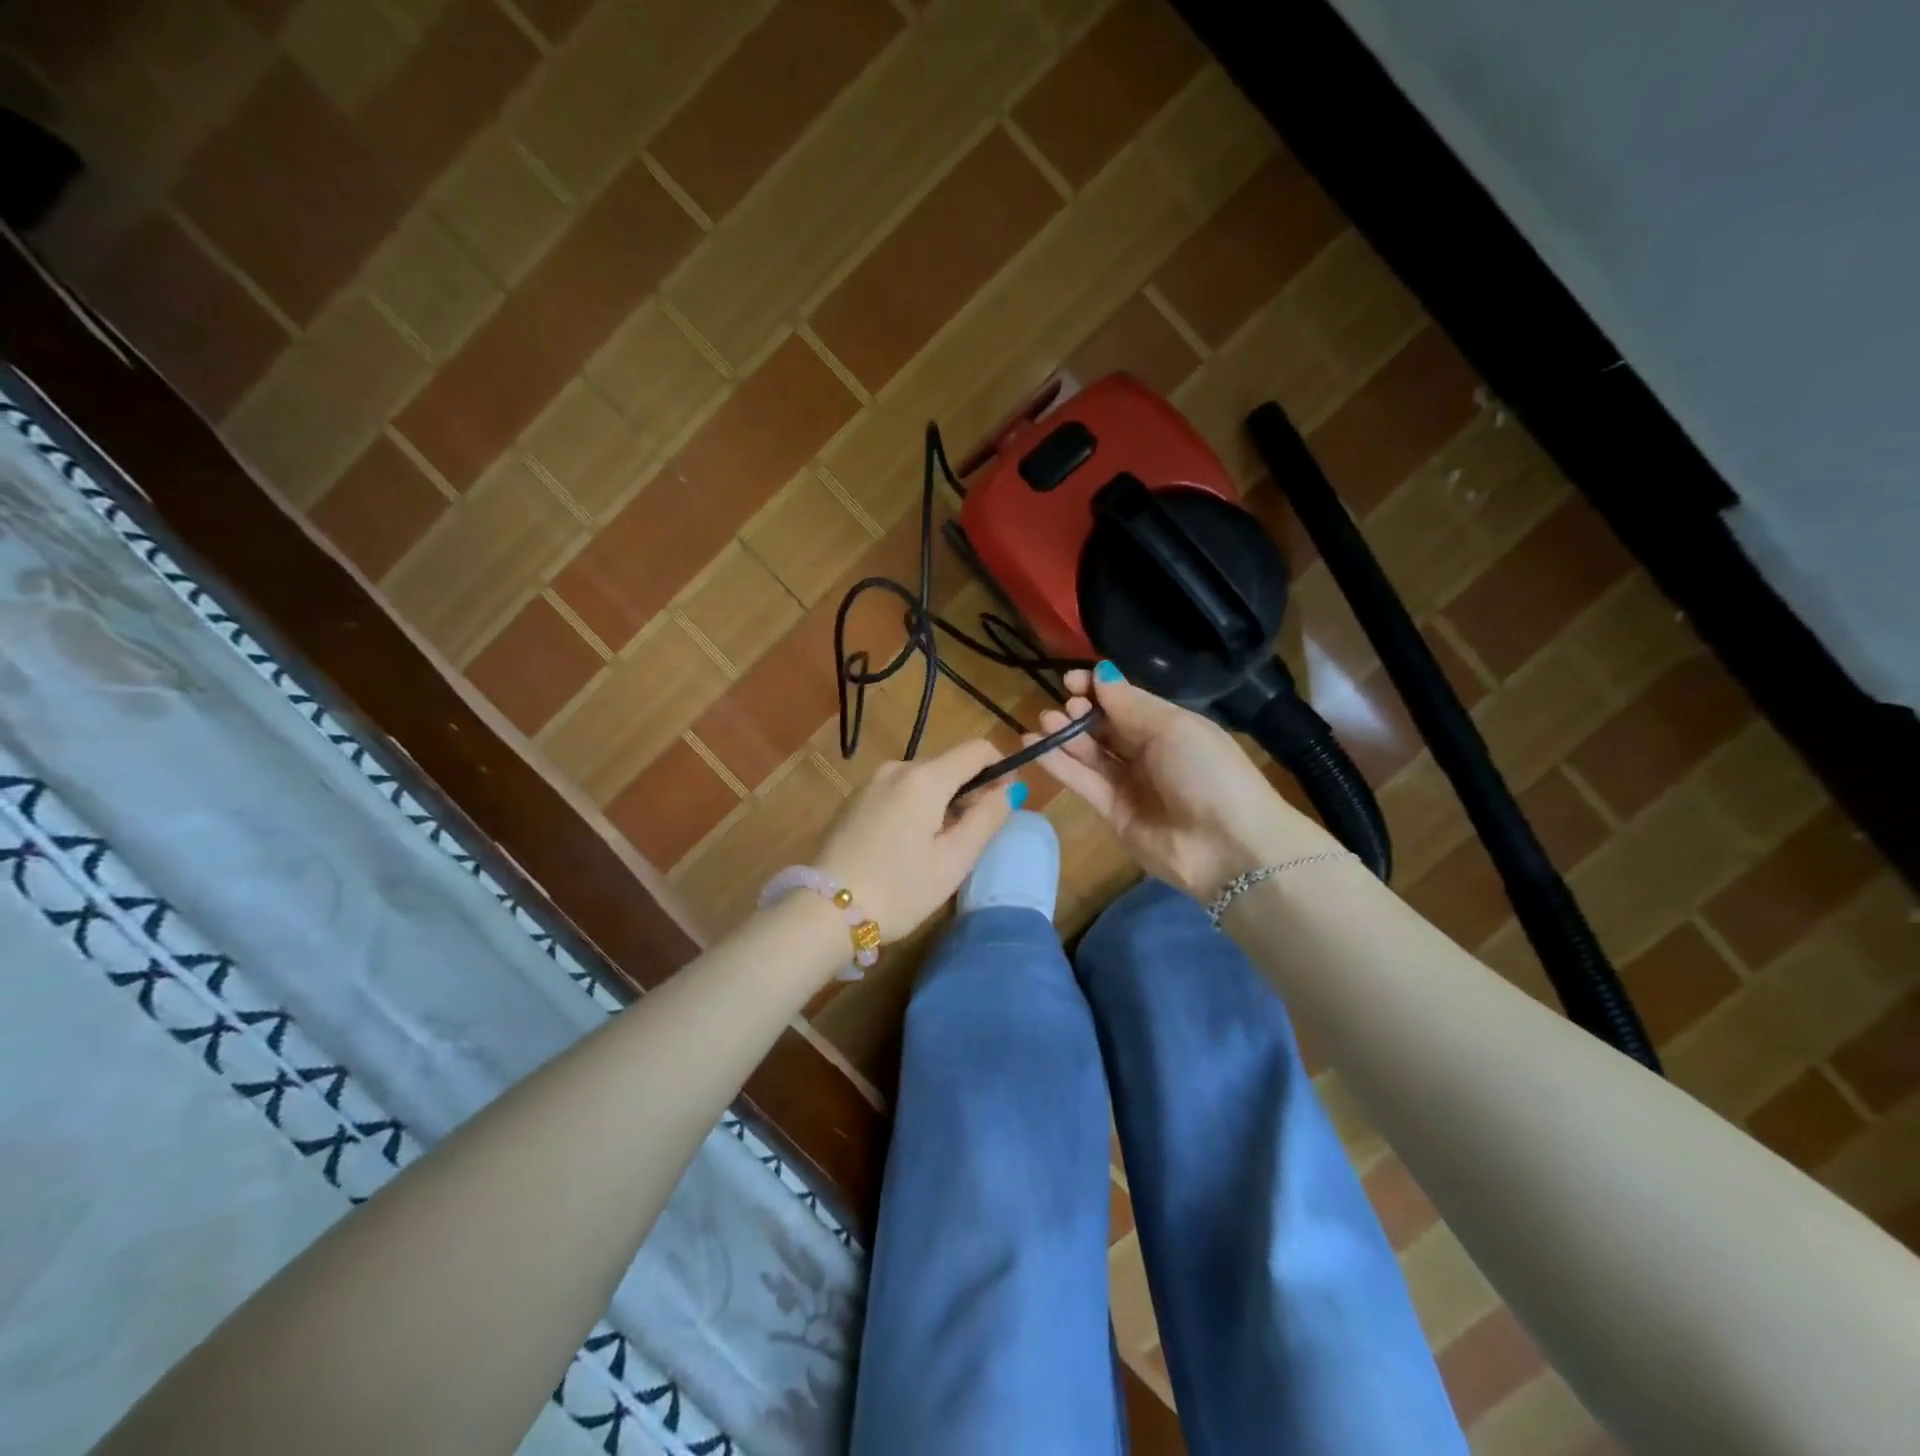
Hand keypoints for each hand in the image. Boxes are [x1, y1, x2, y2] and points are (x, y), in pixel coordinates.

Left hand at [814, 739, 1020, 939]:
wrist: (824, 912)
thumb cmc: (899, 889)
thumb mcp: (954, 860)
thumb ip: (987, 818)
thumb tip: (1009, 789)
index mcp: (924, 778)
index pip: (977, 750)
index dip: (1000, 770)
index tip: (1002, 805)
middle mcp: (896, 768)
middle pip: (948, 765)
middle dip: (968, 793)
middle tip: (969, 840)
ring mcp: (870, 783)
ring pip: (922, 781)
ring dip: (940, 803)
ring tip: (935, 850)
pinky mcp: (853, 801)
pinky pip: (897, 793)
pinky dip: (913, 809)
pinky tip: (904, 848)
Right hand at [1026, 665, 1336, 899]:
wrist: (1228, 847)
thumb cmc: (1207, 772)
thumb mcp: (1173, 727)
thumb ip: (1129, 703)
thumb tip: (1100, 673)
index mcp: (1169, 726)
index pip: (1125, 701)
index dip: (1097, 689)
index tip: (1071, 680)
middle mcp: (1147, 752)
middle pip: (1104, 727)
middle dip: (1080, 713)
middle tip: (1063, 707)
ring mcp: (1129, 784)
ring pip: (1090, 754)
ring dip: (1065, 736)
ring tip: (1043, 721)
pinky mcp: (1112, 813)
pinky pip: (1083, 782)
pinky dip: (1059, 764)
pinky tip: (1036, 746)